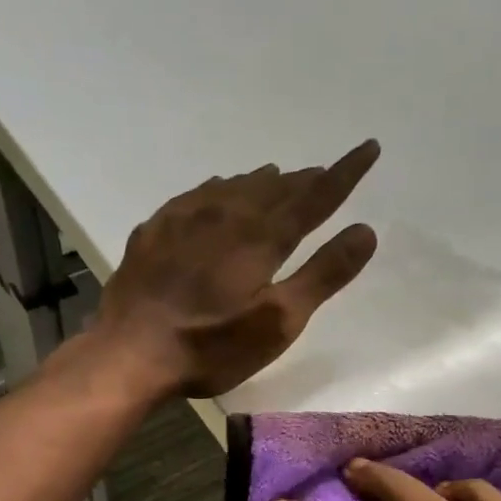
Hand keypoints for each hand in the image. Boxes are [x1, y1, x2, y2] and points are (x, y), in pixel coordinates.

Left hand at [93, 142, 379, 398]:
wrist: (130, 353)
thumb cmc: (212, 346)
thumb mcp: (279, 321)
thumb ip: (323, 274)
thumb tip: (365, 230)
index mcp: (262, 236)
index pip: (316, 196)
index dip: (346, 172)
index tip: (369, 147)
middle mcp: (226, 213)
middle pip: (276, 187)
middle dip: (305, 180)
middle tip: (324, 173)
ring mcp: (185, 218)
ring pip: (235, 186)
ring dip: (263, 182)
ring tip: (279, 177)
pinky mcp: (156, 230)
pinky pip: (198, 195)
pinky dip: (220, 189)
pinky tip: (218, 192)